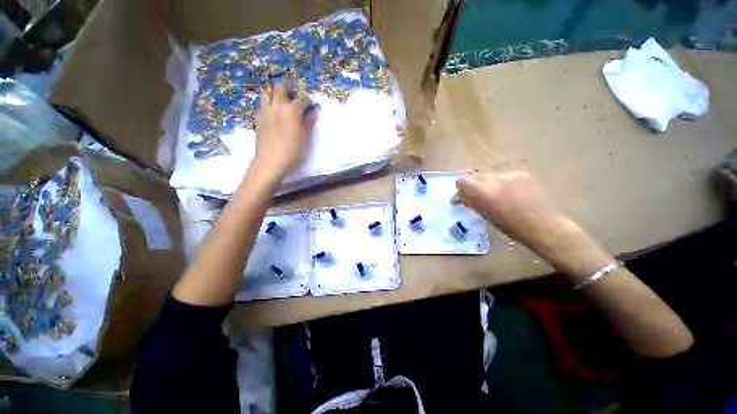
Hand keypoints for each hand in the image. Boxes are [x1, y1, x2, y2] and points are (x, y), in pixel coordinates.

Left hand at [253, 84, 318, 179]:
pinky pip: (262, 103)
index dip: (308, 100)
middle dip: (290, 91)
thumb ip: (309, 122)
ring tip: (282, 103)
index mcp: (291, 110)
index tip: (311, 106)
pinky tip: (274, 113)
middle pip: (281, 88)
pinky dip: (268, 103)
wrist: (271, 161)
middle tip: (295, 100)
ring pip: (267, 92)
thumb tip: (314, 111)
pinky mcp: (258, 117)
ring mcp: (265, 110)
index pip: (302, 98)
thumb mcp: (305, 138)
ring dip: (276, 93)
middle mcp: (277, 105)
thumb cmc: (292, 151)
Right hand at [453, 172, 606, 273]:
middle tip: (475, 196)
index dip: (460, 187)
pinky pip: (503, 176)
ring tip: (494, 196)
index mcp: (485, 192)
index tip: (461, 195)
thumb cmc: (511, 227)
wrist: (544, 226)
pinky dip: (500, 184)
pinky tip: (508, 194)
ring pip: (489, 176)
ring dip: (486, 184)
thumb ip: (470, 203)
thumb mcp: (486, 216)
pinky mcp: (522, 174)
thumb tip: (456, 197)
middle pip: (475, 176)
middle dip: (472, 185)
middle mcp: (496, 179)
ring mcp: (510, 175)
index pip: (463, 180)